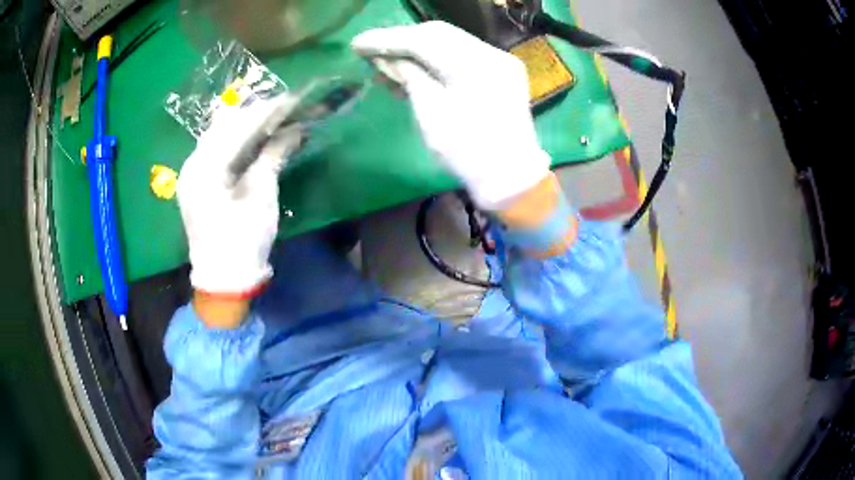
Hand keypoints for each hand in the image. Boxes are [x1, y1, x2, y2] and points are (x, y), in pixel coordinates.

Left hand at [178, 95, 301, 304]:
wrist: (223, 280)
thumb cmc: (243, 240)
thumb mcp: (261, 195)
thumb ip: (273, 156)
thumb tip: (294, 130)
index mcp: (205, 167)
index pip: (238, 127)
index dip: (267, 111)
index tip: (292, 100)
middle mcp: (192, 164)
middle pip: (223, 127)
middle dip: (254, 114)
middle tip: (283, 107)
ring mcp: (191, 174)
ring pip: (217, 137)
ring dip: (243, 126)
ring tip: (271, 118)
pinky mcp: (196, 185)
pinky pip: (214, 153)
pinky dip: (234, 143)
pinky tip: (251, 138)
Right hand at [352, 21, 550, 210]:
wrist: (510, 176)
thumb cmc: (466, 151)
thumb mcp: (430, 113)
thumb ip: (409, 76)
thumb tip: (386, 58)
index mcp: (474, 65)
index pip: (423, 39)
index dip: (387, 39)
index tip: (358, 44)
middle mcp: (491, 53)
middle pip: (438, 34)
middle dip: (402, 40)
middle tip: (371, 51)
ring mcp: (500, 60)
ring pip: (450, 42)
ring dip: (418, 49)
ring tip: (389, 64)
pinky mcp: (502, 71)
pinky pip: (464, 54)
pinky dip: (438, 58)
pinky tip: (417, 69)